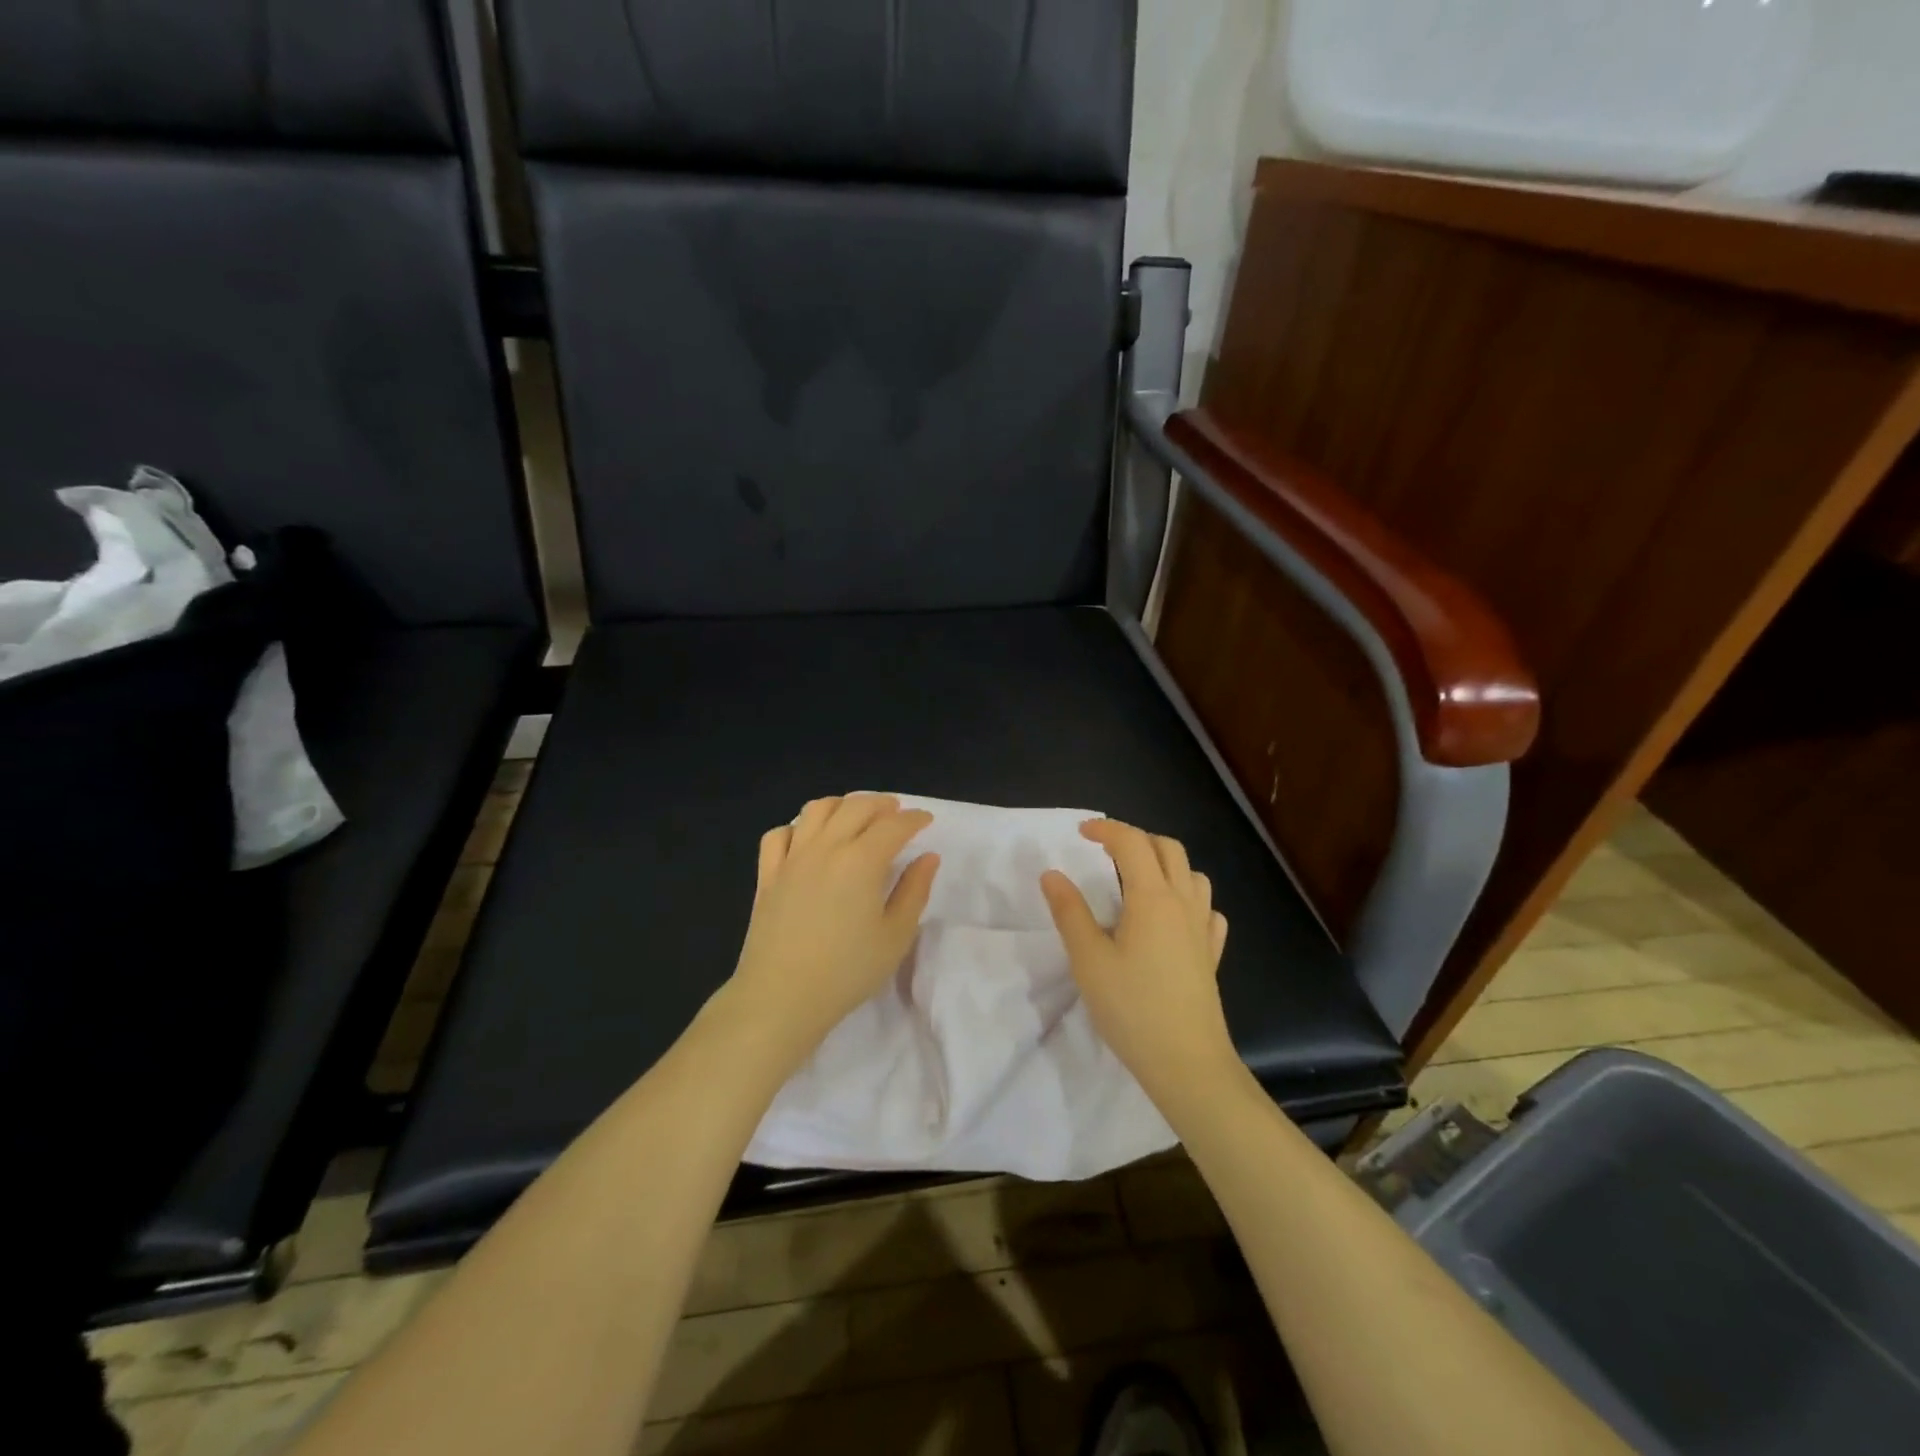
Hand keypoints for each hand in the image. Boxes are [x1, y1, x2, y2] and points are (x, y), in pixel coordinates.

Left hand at [719, 794, 939, 1065]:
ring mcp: (792, 858)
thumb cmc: (847, 971)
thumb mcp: (895, 936)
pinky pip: (779, 834)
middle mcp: (826, 847)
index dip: (914, 818)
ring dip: (841, 805)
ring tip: (855, 816)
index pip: (894, 825)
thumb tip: (927, 858)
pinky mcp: (768, 875)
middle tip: (896, 813)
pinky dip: (797, 827)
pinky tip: (807, 839)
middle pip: (856, 807)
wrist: (781, 997)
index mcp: (862, 860)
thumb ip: (914, 891)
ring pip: (816, 810)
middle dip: (881, 804)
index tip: (926, 820)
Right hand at [1040, 820, 1235, 1109]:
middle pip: (1168, 849)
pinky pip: (1207, 910)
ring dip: (1165, 865)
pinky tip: (1173, 919)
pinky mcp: (1211, 954)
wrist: (1187, 1063)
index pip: (1132, 843)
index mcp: (1152, 898)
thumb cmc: (1132, 1008)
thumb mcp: (1088, 960)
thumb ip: (1070, 912)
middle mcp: (1183, 903)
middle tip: (1106, 853)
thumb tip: (1052, 874)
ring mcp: (1202, 929)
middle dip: (1137, 840)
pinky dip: (1189, 899)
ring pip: (1193, 875)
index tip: (1081, 833)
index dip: (1106, 830)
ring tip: (1137, 882)